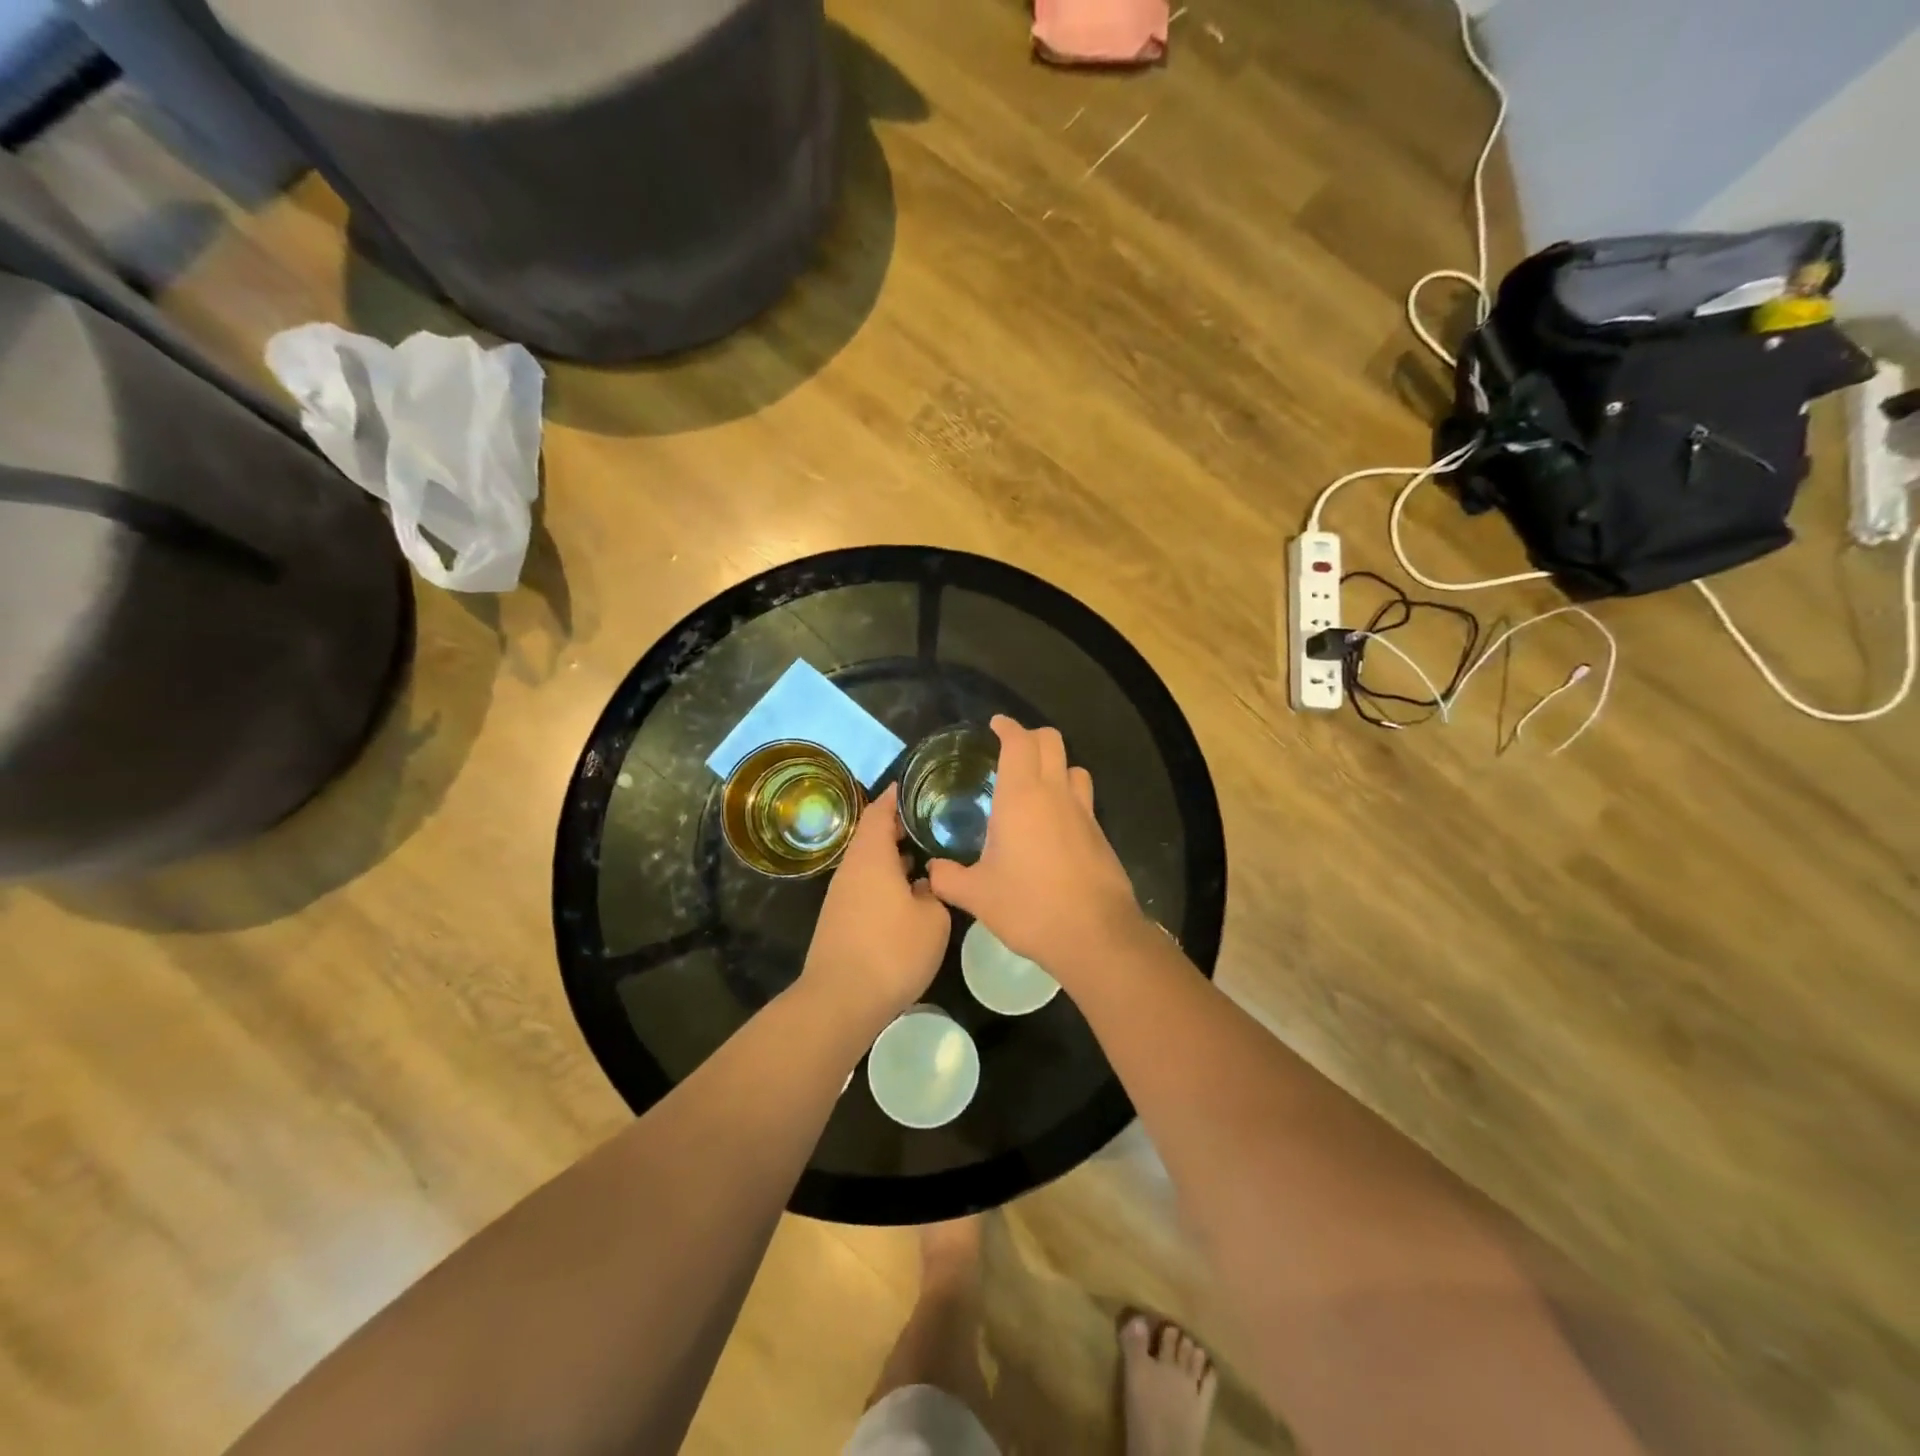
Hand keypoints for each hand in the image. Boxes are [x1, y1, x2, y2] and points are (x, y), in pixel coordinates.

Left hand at [801, 784, 951, 1027]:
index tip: (917, 784)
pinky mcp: (839, 918)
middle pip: (872, 834)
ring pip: (869, 861)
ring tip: (925, 853)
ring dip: (892, 853)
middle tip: (931, 819)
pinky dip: (885, 877)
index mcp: (872, 855)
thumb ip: (934, 892)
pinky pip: (865, 883)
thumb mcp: (933, 919)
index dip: (898, 795)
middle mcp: (852, 867)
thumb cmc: (892, 950)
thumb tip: (924, 883)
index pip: (881, 810)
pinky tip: (907, 892)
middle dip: (899, 824)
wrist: (840, 1000)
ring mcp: (841, 894)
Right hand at [926, 717, 1141, 978]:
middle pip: (1052, 741)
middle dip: (1031, 737)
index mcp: (1022, 796)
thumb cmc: (1030, 907)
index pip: (1019, 742)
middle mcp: (1055, 794)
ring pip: (1074, 768)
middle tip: (1010, 751)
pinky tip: (1053, 826)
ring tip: (1035, 785)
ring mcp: (1084, 813)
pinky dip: (1068, 797)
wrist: (1095, 935)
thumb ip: (948, 877)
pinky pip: (1083, 800)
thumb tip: (931, 870)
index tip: (995, 725)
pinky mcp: (1100, 835)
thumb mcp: (977, 896)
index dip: (1007, 727)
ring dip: (1056, 766)